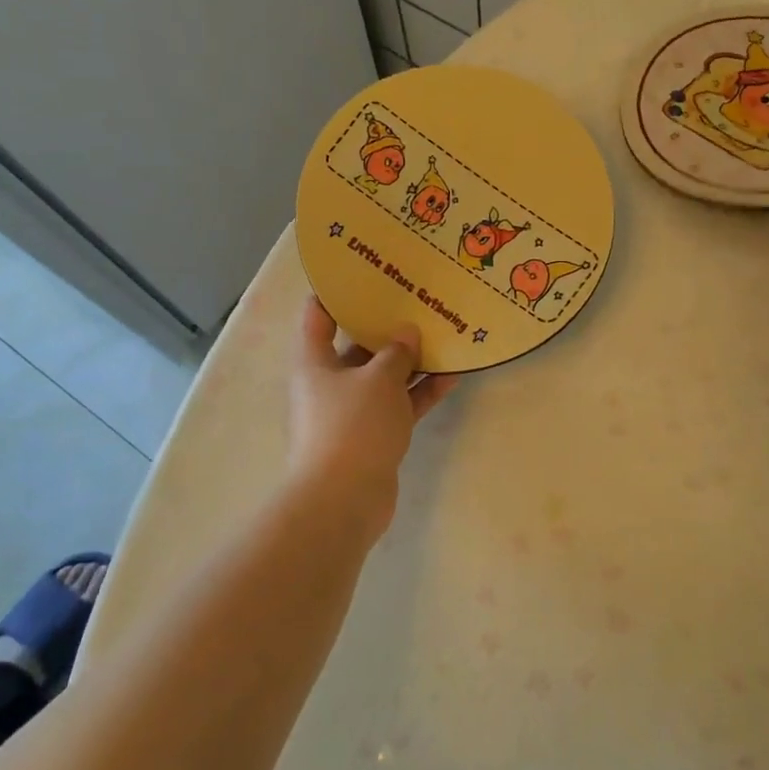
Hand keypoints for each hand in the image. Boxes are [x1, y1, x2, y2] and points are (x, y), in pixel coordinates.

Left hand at [286, 299, 455, 537]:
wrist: (344, 499)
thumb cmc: (352, 425)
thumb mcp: (379, 379)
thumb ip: (396, 352)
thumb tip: (406, 333)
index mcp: (315, 361)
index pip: (318, 315)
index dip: (337, 291)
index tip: (366, 270)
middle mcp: (329, 382)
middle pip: (356, 345)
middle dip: (385, 325)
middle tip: (416, 299)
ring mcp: (352, 410)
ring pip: (383, 376)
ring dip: (410, 360)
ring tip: (443, 333)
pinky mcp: (374, 435)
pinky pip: (399, 404)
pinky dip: (421, 392)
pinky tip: (453, 375)